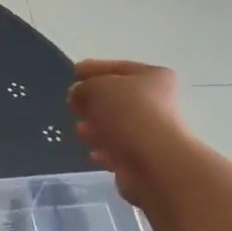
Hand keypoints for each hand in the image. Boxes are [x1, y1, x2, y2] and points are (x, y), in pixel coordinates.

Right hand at [66, 60, 186, 206]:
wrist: (156, 163)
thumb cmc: (129, 114)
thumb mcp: (97, 88)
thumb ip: (83, 88)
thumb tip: (79, 95)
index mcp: (154, 77)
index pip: (119, 68)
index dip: (94, 68)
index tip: (74, 72)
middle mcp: (158, 102)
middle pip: (119, 98)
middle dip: (94, 101)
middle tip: (73, 104)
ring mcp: (153, 132)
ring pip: (118, 125)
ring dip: (97, 126)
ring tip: (79, 130)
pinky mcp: (146, 158)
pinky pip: (120, 150)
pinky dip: (105, 149)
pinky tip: (92, 153)